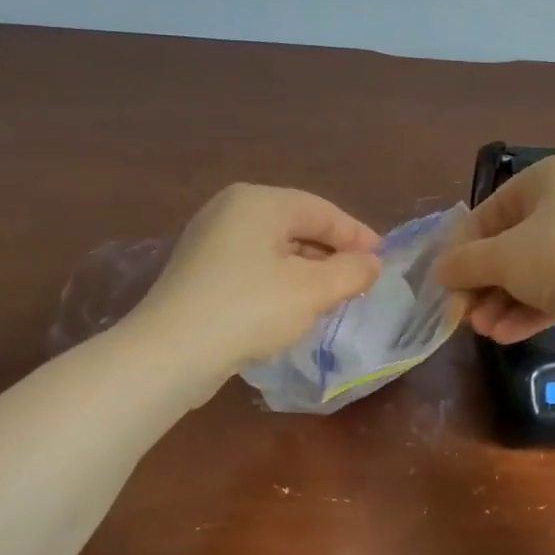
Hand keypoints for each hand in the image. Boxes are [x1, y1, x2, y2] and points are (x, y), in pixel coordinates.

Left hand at [127, 184, 380, 373]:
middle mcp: (231, 210)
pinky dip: (281, 281)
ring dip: (309, 270)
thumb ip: (351, 271)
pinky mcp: (200, 271)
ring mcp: (210, 240)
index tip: (383, 261)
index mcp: (259, 202)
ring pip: (276, 248)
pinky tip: (294, 307)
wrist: (172, 352)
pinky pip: (254, 266)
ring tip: (334, 297)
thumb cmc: (250, 309)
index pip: (323, 211)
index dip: (357, 236)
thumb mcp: (313, 290)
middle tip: (361, 281)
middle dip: (333, 254)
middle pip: (298, 226)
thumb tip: (373, 263)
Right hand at [434, 154, 554, 344]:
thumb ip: (464, 262)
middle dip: (484, 282)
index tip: (447, 277)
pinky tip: (504, 335)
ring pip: (533, 271)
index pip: (494, 208)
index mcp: (552, 177)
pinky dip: (529, 310)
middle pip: (513, 243)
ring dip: (502, 302)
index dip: (465, 245)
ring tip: (482, 329)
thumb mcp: (501, 257)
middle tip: (462, 311)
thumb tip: (439, 272)